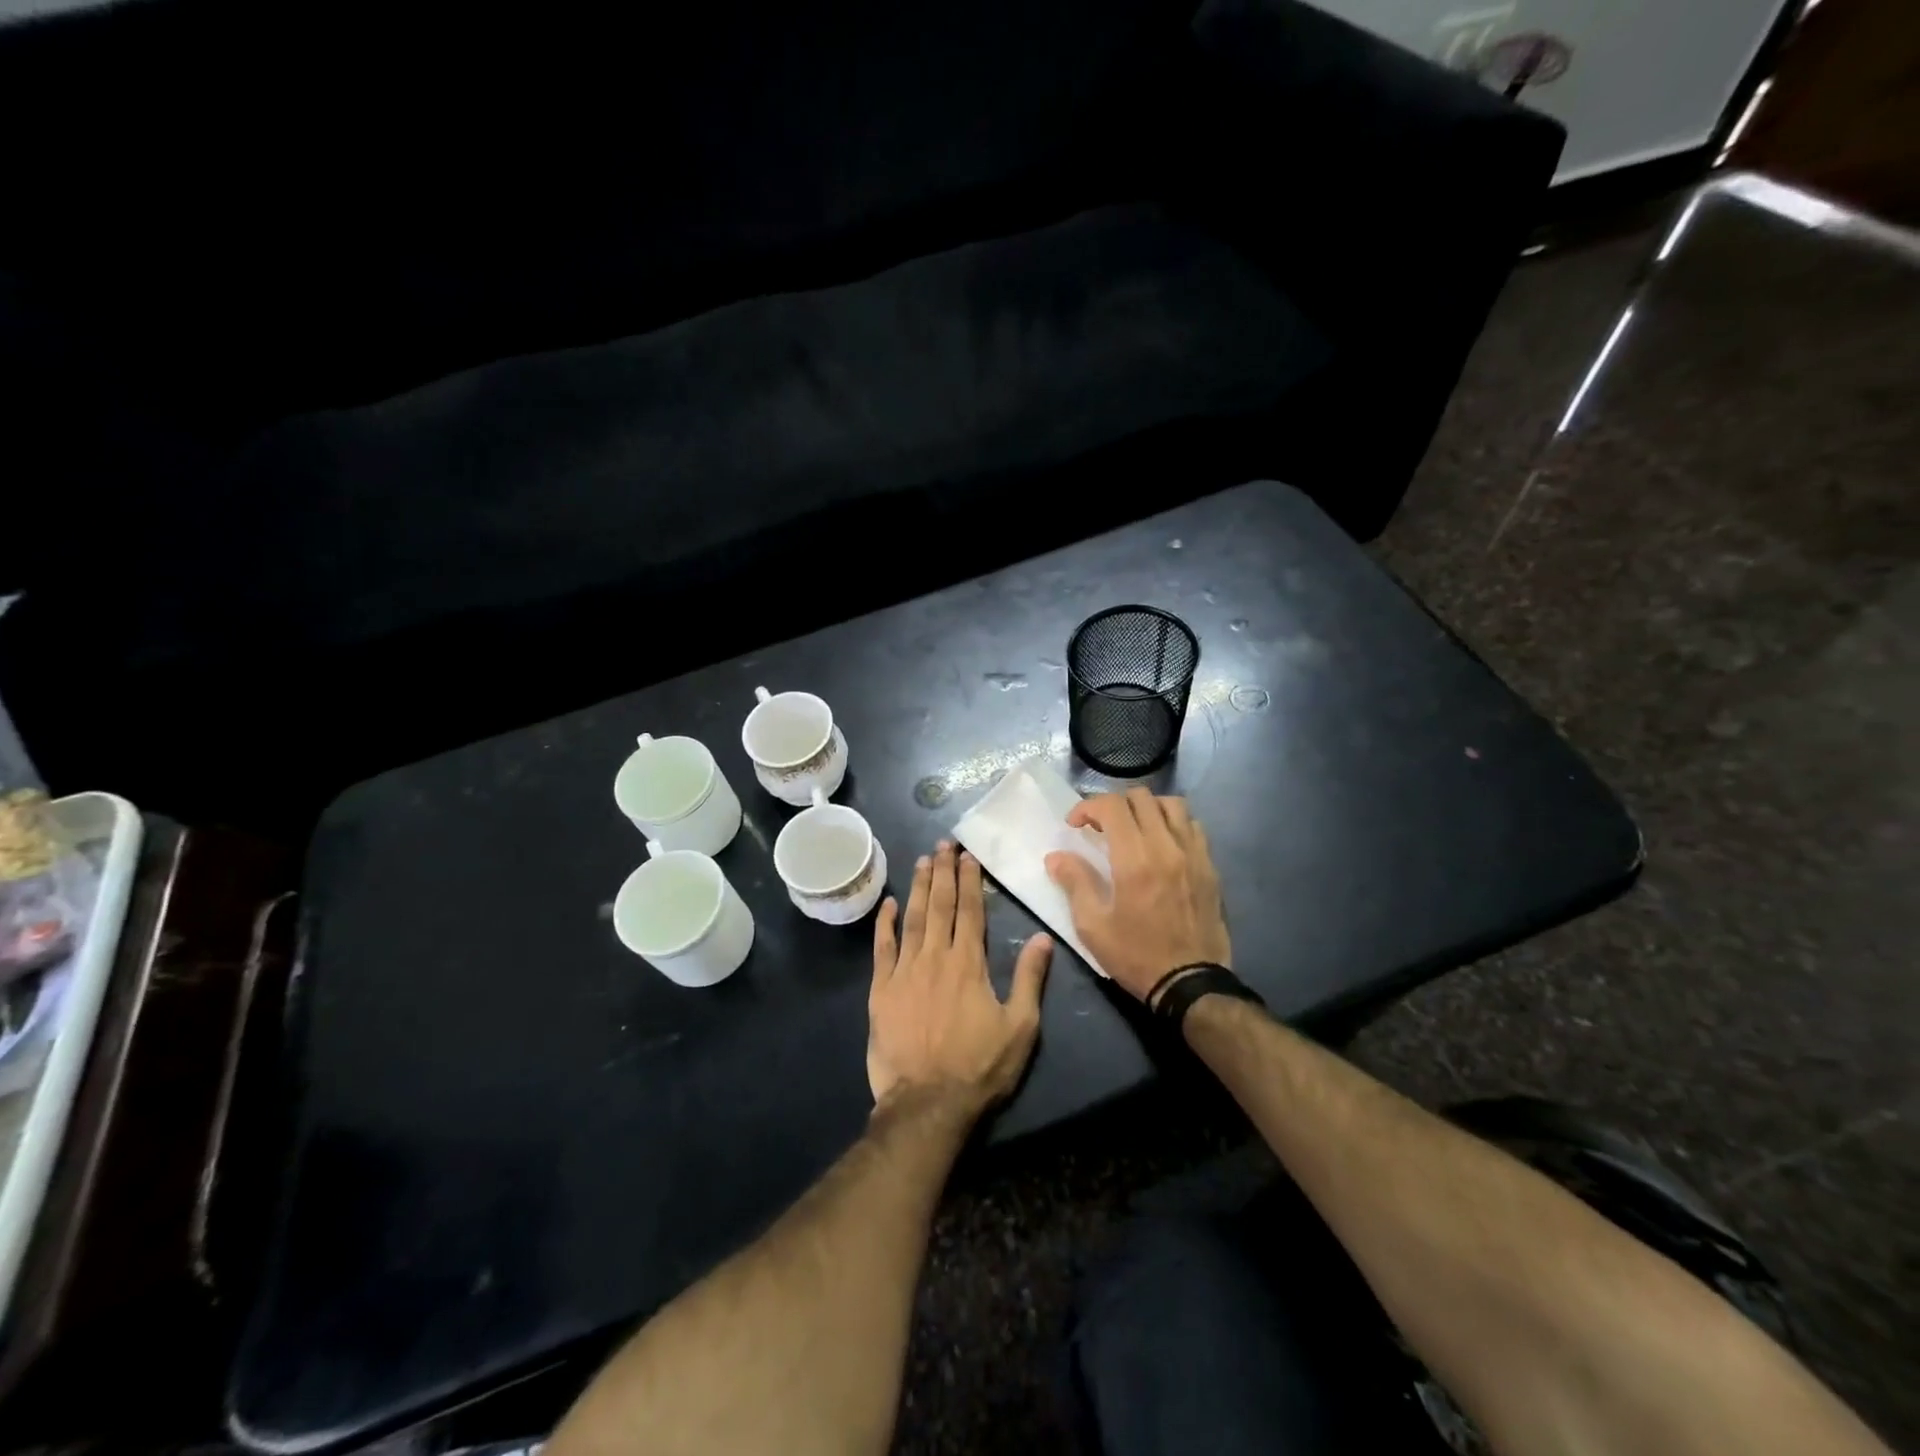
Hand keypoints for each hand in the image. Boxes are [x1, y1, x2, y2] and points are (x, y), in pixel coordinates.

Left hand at [867, 840, 1052, 1113]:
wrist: (927, 1103)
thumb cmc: (979, 1068)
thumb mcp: (1020, 1028)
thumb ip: (1029, 979)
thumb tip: (1044, 938)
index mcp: (969, 964)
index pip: (971, 912)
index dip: (970, 881)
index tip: (968, 856)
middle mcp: (935, 958)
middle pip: (941, 906)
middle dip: (943, 872)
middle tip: (943, 843)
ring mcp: (905, 972)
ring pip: (913, 919)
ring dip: (919, 888)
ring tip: (922, 861)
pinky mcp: (881, 990)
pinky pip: (882, 948)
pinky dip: (885, 924)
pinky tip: (889, 903)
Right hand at [1044, 787, 1230, 1003]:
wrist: (1190, 983)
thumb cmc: (1135, 955)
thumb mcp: (1093, 926)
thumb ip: (1075, 883)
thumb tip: (1056, 856)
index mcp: (1134, 859)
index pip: (1112, 806)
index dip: (1088, 807)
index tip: (1075, 825)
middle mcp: (1166, 846)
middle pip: (1141, 798)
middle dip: (1114, 804)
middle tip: (1100, 826)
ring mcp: (1193, 854)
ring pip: (1172, 804)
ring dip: (1146, 808)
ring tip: (1133, 828)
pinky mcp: (1209, 866)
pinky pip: (1193, 826)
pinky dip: (1173, 823)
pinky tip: (1162, 843)